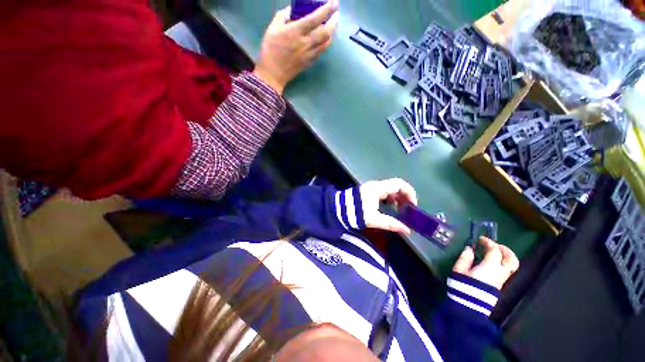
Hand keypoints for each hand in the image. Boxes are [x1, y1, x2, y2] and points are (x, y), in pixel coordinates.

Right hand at [254, 1, 339, 93]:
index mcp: (296, 32)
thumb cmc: (270, 50)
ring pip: (326, 43)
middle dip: (334, 21)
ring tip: (333, 25)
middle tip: (336, 14)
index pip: (315, 18)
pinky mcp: (310, 62)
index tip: (334, 3)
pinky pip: (321, 51)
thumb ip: (282, 16)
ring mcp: (310, 54)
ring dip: (332, 32)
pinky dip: (326, 43)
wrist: (274, 73)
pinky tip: (326, 38)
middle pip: (326, 32)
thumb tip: (291, 10)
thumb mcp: (272, 28)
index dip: (327, 9)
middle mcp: (306, 43)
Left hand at [359, 179, 417, 234]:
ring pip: (389, 190)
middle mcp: (376, 185)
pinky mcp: (368, 192)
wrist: (337, 209)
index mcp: (378, 188)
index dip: (409, 193)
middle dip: (404, 197)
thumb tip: (407, 230)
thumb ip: (391, 224)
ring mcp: (371, 188)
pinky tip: (389, 209)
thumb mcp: (374, 219)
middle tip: (407, 210)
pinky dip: (389, 200)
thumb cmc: (355, 213)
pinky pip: (383, 193)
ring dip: (397, 199)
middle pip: (395, 187)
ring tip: (399, 211)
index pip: (399, 184)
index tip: (413, 206)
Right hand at [453, 237, 519, 288]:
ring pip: (512, 266)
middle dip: (504, 249)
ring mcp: (501, 279)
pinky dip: (503, 262)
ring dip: (506, 256)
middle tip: (494, 244)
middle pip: (511, 259)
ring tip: (495, 252)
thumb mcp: (459, 269)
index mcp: (490, 267)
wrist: (469, 304)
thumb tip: (470, 249)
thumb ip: (465, 257)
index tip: (480, 239)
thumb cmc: (462, 284)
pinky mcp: (500, 284)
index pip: (494, 251)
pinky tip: (492, 261)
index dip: (488, 242)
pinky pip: (506, 270)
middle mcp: (500, 272)